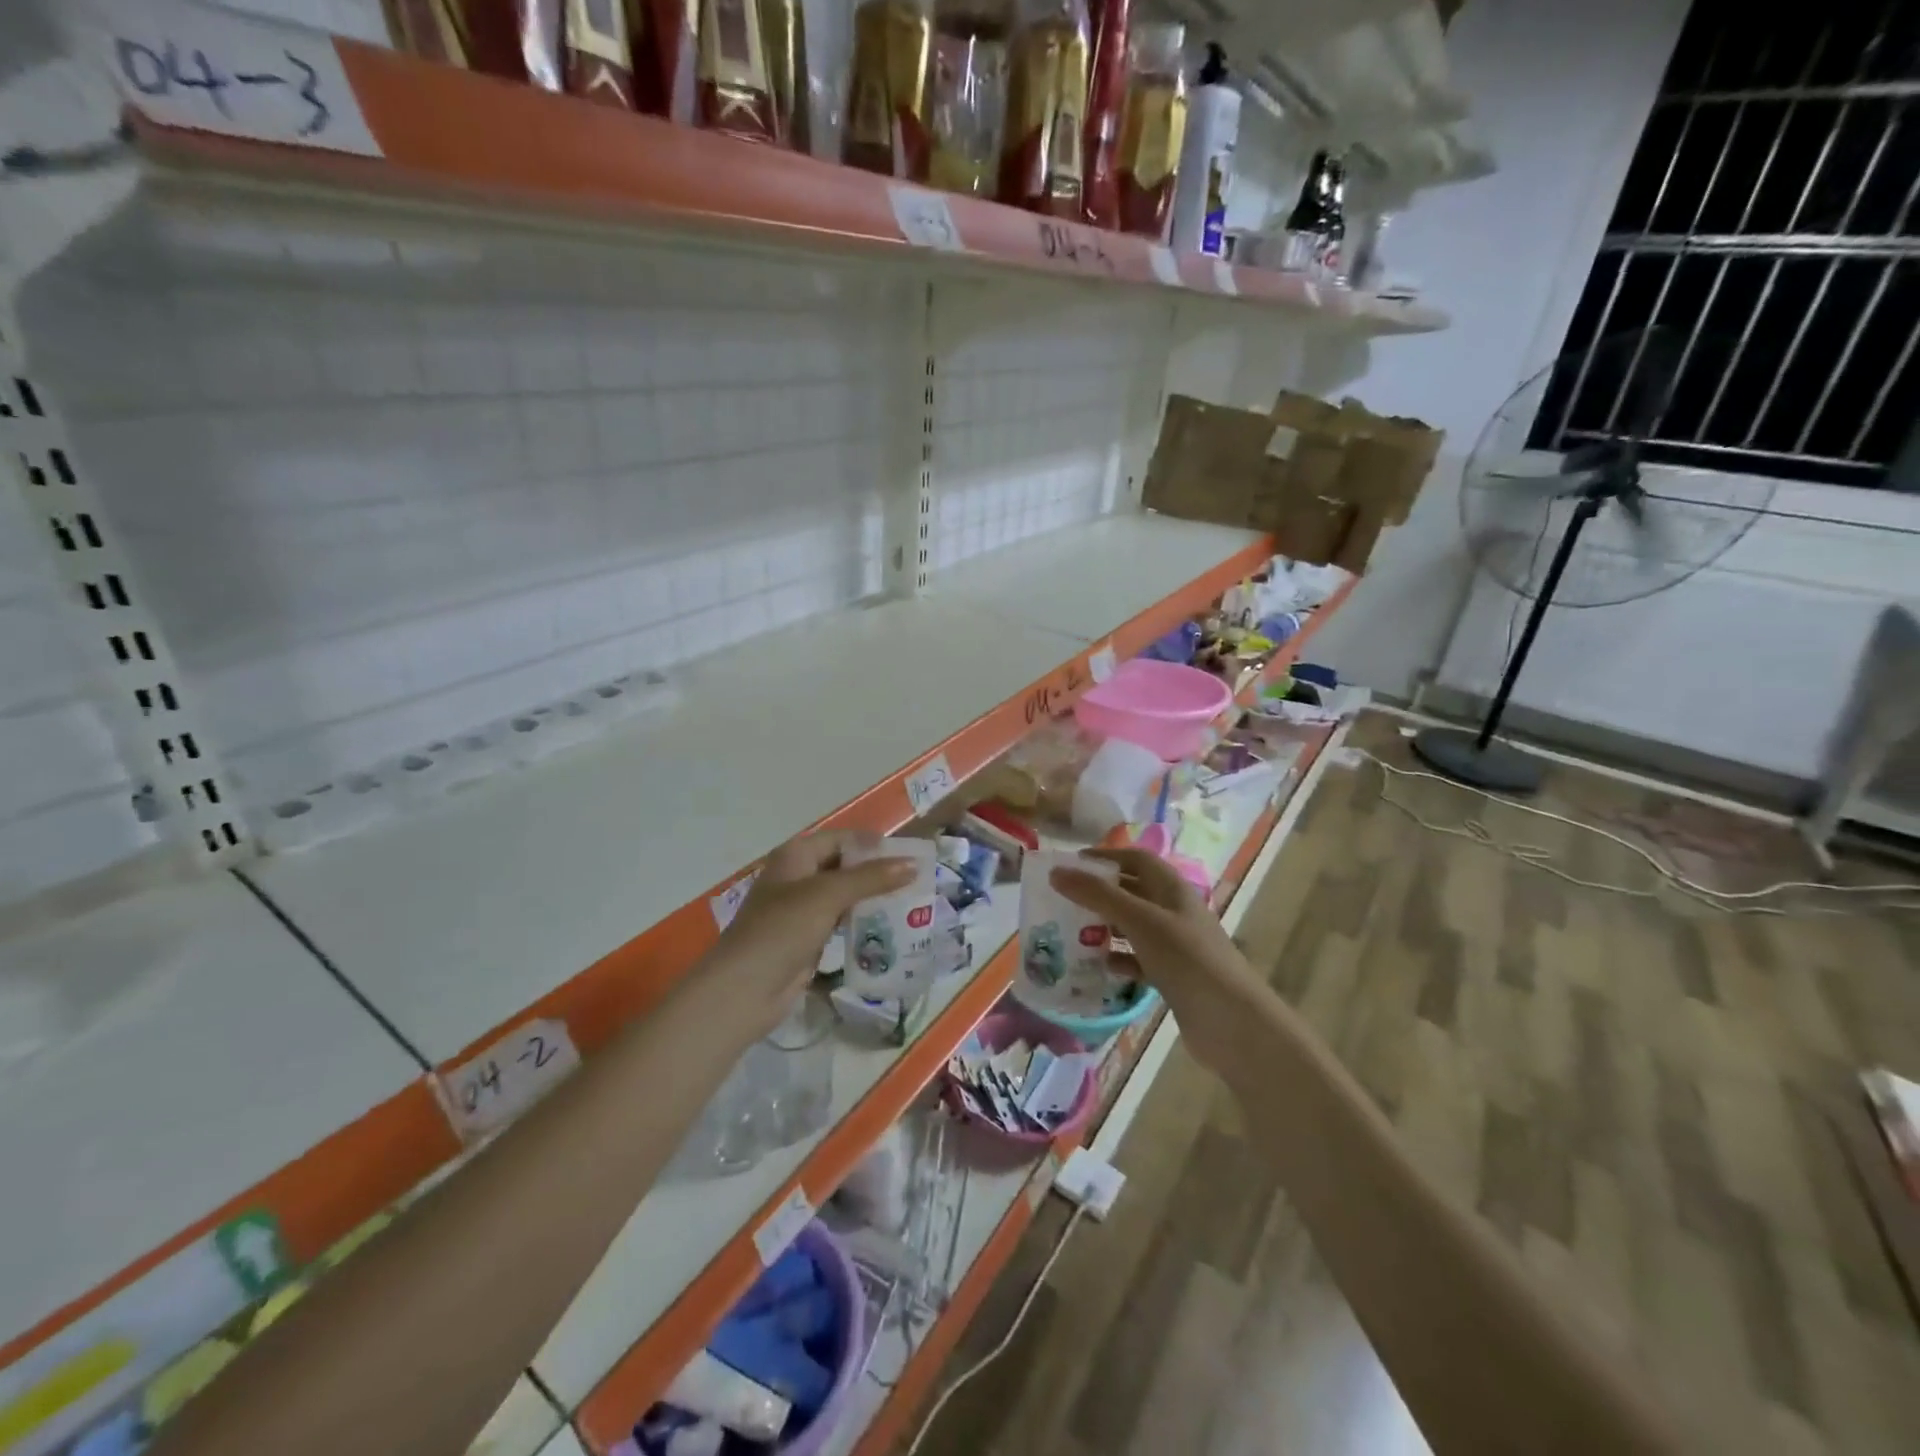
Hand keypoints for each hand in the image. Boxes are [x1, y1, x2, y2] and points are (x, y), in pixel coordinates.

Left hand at [699, 831, 917, 1042]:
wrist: (744, 990)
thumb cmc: (781, 930)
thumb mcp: (827, 896)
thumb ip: (871, 878)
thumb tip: (913, 864)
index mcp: (796, 856)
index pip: (842, 839)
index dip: (873, 844)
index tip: (910, 854)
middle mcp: (798, 878)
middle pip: (844, 866)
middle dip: (877, 872)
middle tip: (917, 880)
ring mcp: (801, 911)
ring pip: (845, 896)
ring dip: (873, 899)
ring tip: (911, 903)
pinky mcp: (807, 939)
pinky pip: (841, 923)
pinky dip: (862, 923)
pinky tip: (889, 929)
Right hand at [1050, 847, 1271, 1069]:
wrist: (1231, 1022)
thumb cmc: (1186, 958)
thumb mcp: (1139, 920)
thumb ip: (1097, 895)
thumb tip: (1056, 872)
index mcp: (1172, 889)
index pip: (1136, 859)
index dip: (1106, 857)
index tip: (1071, 864)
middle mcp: (1175, 911)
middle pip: (1133, 891)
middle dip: (1100, 893)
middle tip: (1064, 899)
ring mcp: (1176, 945)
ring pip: (1134, 927)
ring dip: (1106, 927)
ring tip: (1073, 932)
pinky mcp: (1173, 976)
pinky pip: (1139, 960)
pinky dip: (1119, 959)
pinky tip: (1100, 967)